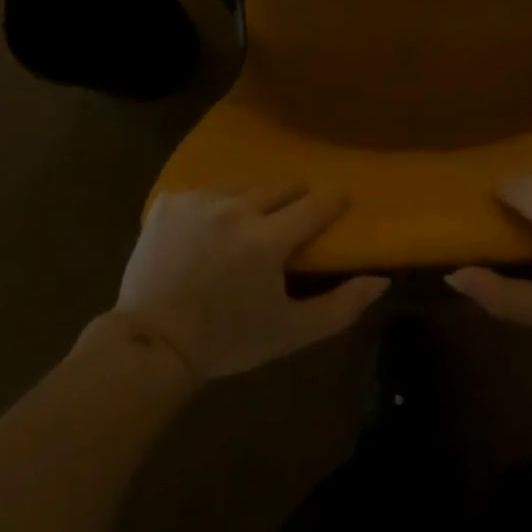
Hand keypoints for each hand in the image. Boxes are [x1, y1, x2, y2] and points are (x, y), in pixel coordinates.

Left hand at [115, 185, 388, 381]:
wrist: (151, 346)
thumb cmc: (227, 340)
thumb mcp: (290, 332)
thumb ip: (341, 306)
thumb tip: (381, 279)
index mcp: (266, 240)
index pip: (315, 203)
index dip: (331, 202)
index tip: (338, 204)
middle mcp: (234, 209)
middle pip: (282, 186)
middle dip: (293, 201)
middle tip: (289, 225)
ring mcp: (198, 200)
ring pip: (244, 186)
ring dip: (252, 203)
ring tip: (245, 230)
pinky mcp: (169, 200)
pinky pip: (206, 192)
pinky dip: (213, 208)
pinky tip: (206, 234)